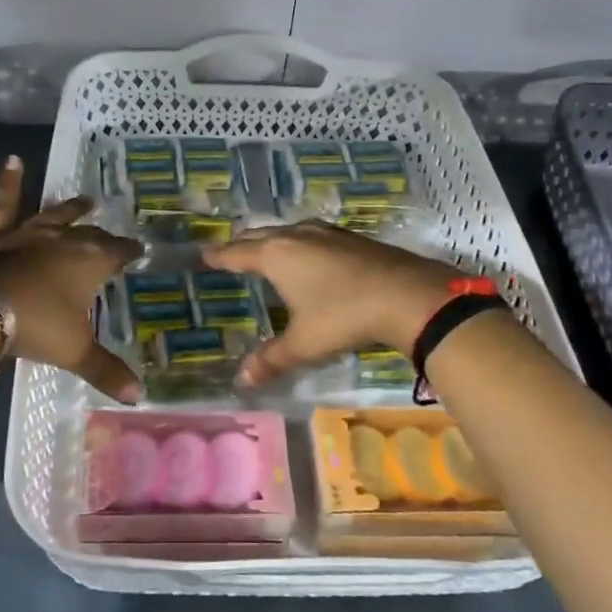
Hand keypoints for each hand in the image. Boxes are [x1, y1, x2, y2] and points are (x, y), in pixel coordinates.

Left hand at [0, 157, 142, 401]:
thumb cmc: (35, 325)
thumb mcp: (75, 351)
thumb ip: (106, 370)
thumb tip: (139, 396)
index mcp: (89, 262)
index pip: (117, 252)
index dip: (129, 251)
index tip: (138, 248)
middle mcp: (63, 239)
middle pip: (88, 234)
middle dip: (102, 234)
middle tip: (110, 231)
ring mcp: (28, 232)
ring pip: (55, 215)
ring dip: (70, 208)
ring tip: (85, 198)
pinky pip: (4, 203)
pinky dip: (9, 183)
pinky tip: (13, 160)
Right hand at [203, 222, 458, 387]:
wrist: (407, 295)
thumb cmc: (344, 316)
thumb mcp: (304, 342)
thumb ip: (272, 358)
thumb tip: (242, 380)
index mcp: (277, 255)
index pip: (237, 253)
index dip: (219, 256)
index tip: (204, 255)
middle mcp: (297, 236)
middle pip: (260, 235)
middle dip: (242, 244)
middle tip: (228, 252)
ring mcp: (326, 233)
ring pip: (288, 231)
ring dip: (272, 239)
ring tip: (264, 249)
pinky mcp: (350, 238)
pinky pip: (311, 235)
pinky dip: (298, 242)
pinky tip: (308, 253)